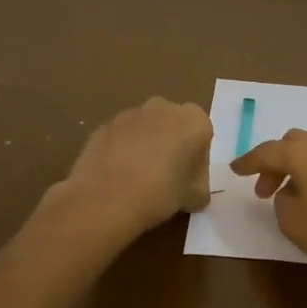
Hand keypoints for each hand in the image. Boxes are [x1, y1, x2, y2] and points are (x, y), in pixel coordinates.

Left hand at [61, 97, 213, 237]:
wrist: (107, 200)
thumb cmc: (161, 194)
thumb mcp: (195, 197)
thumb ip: (199, 187)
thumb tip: (192, 189)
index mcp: (193, 119)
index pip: (203, 136)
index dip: (197, 160)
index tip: (189, 181)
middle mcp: (163, 107)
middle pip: (173, 126)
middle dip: (172, 146)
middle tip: (167, 177)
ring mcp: (130, 114)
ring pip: (145, 129)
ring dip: (146, 146)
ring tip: (139, 179)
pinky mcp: (103, 126)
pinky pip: (121, 137)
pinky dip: (122, 151)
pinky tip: (118, 177)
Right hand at [231, 130, 306, 283]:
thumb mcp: (292, 221)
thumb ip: (282, 201)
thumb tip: (290, 192)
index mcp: (303, 153)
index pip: (267, 151)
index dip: (248, 161)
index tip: (235, 170)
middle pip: (294, 143)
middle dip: (275, 162)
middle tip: (265, 190)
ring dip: (298, 169)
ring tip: (292, 197)